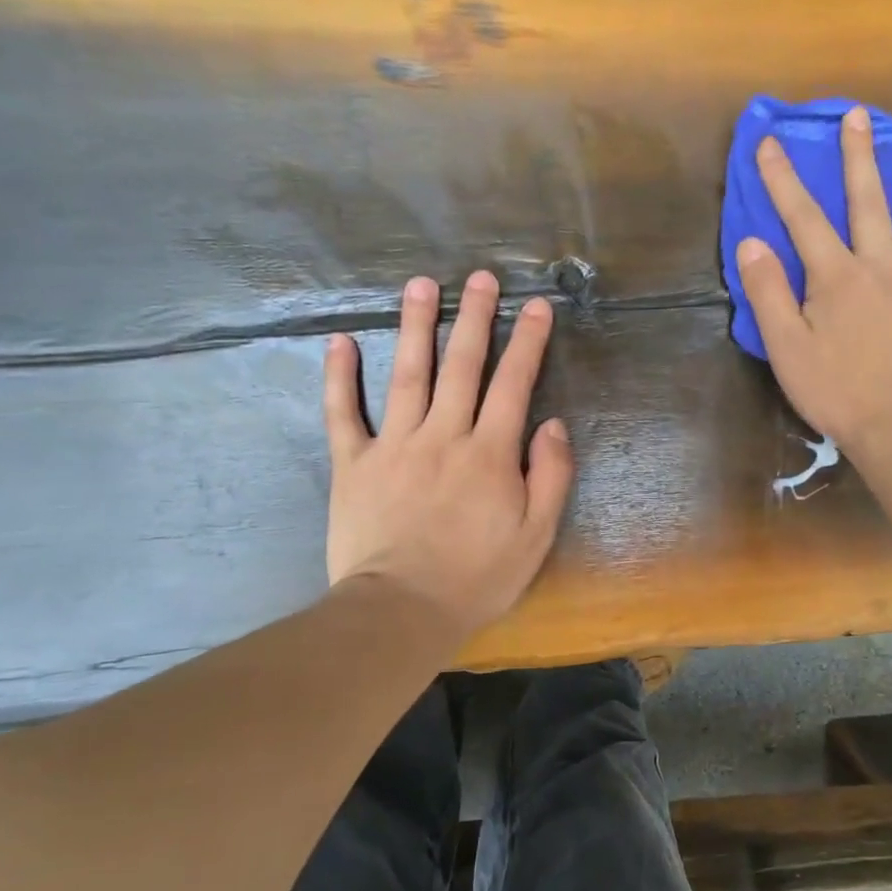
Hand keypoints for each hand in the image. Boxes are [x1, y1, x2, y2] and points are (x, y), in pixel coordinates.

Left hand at [324, 271, 572, 641]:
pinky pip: (343, 414)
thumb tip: (553, 424)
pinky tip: (339, 342)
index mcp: (489, 453)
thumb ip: (550, 475)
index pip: (513, 384)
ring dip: (414, 327)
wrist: (401, 612)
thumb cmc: (477, 577)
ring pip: (407, 375)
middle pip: (461, 365)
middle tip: (480, 278)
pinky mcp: (353, 464)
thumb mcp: (536, 535)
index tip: (537, 306)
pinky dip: (339, 378)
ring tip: (420, 285)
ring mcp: (393, 445)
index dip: (528, 342)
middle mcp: (443, 435)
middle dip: (474, 317)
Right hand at [734, 107, 891, 454]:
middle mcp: (881, 267)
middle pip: (869, 203)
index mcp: (837, 276)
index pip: (803, 218)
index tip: (769, 143)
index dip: (783, 179)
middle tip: (859, 116)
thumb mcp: (786, 347)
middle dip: (859, 157)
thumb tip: (752, 243)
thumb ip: (768, 292)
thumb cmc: (835, 391)